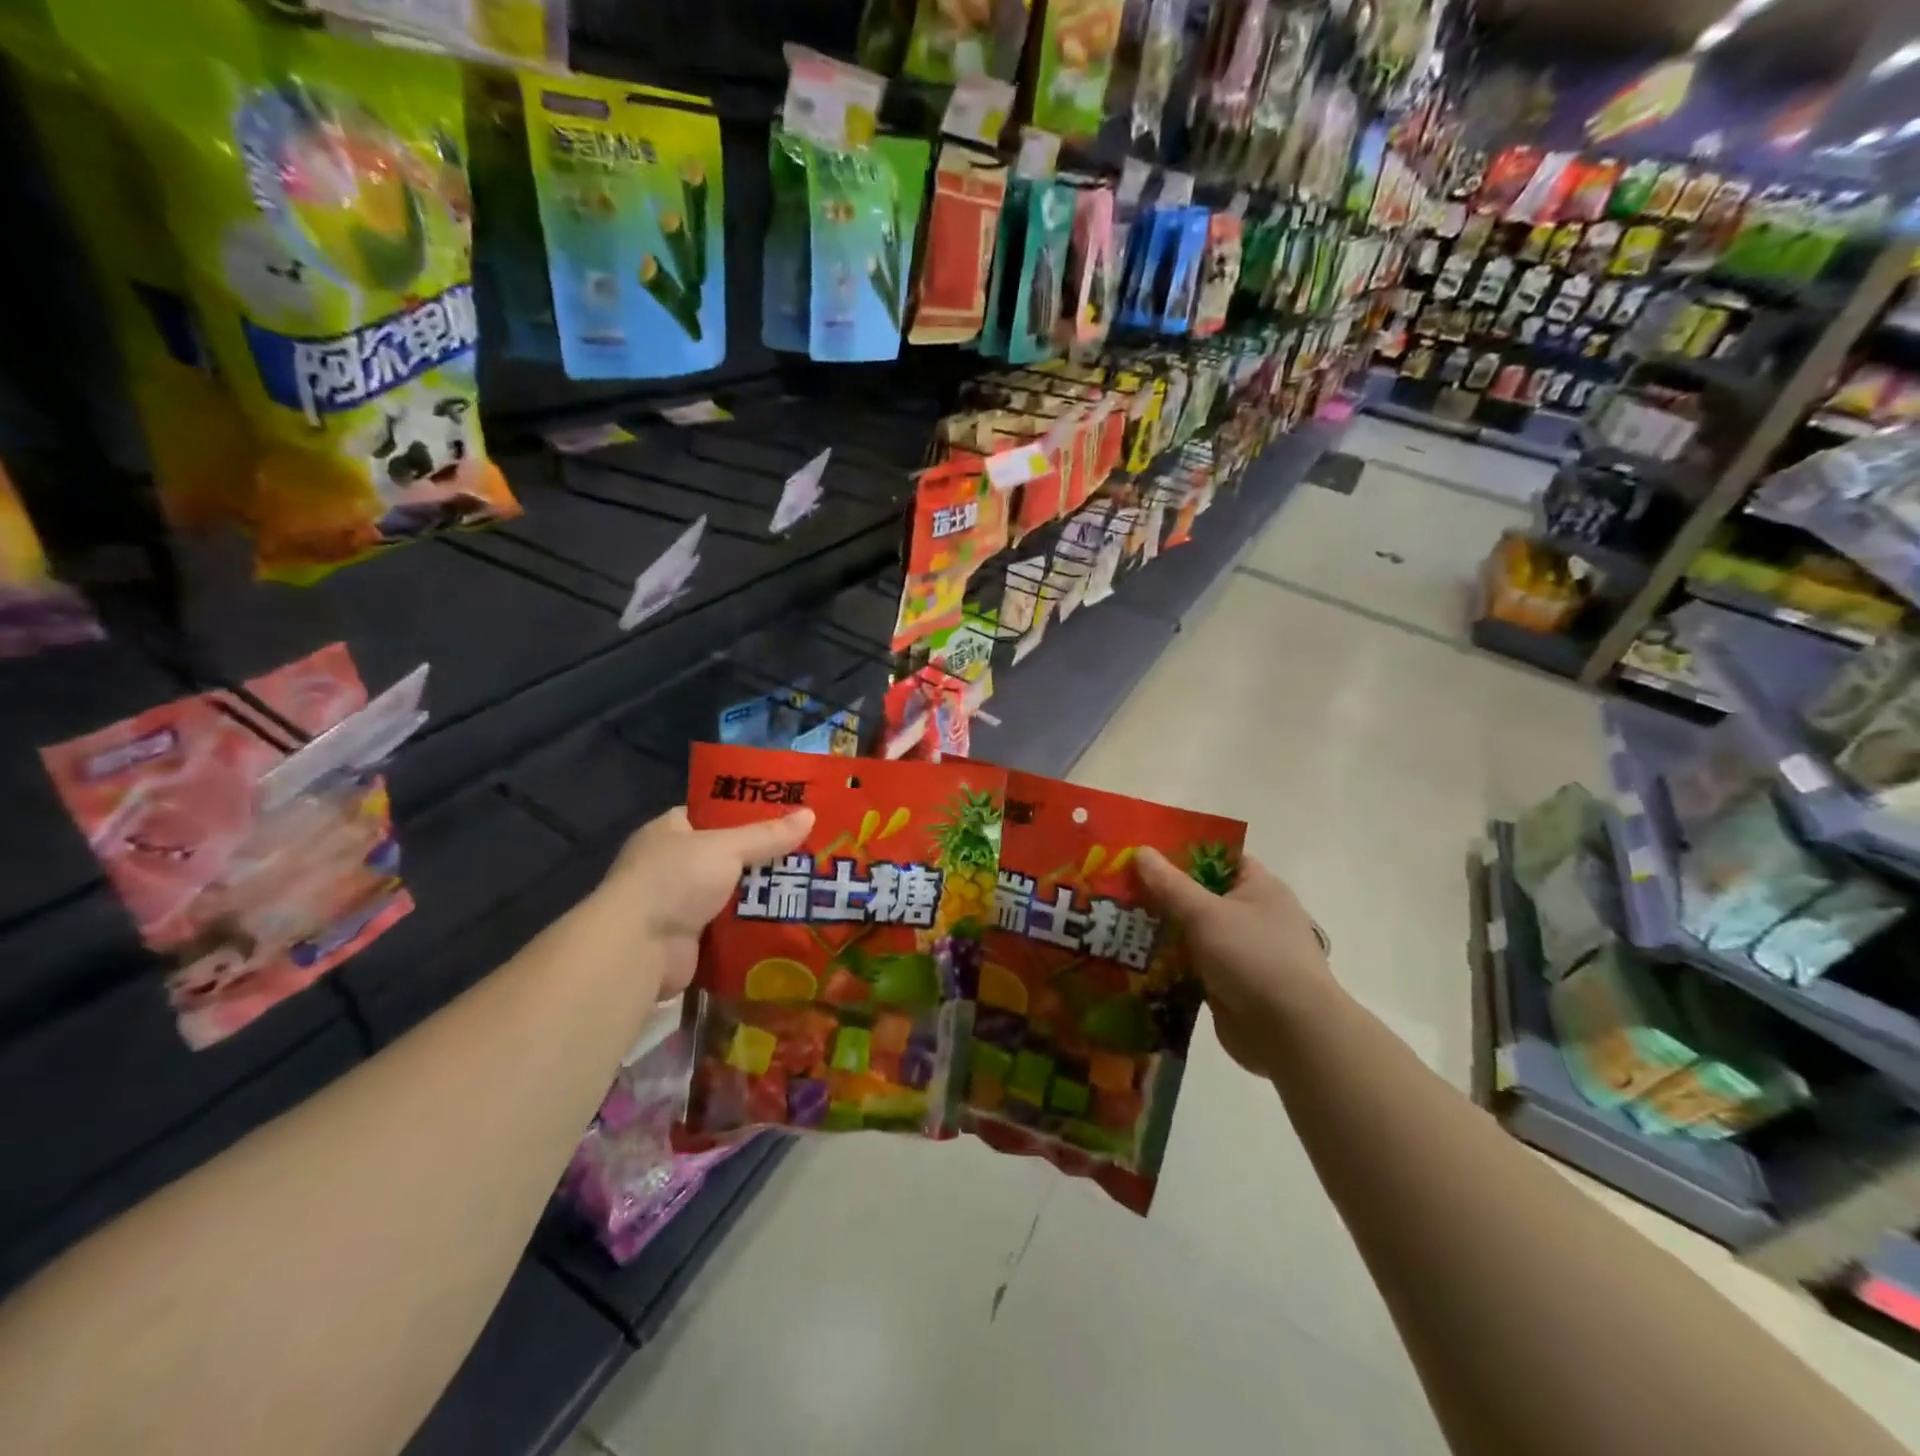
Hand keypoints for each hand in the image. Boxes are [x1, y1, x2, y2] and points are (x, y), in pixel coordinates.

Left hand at [602, 806, 813, 997]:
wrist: (639, 948)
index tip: (786, 813)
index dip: (746, 812)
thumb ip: (767, 835)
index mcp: (670, 831)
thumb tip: (810, 815)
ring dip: (763, 892)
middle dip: (764, 856)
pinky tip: (791, 917)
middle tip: (809, 850)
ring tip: (810, 883)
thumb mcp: (726, 847)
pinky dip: (754, 923)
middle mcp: (672, 865)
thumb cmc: (675, 880)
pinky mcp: (692, 938)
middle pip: (728, 854)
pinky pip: (732, 925)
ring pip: (733, 891)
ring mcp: (680, 904)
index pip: (712, 813)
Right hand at [1135, 849, 1335, 1079]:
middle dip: (1161, 893)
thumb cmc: (1254, 957)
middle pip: (1199, 895)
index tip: (1143, 852)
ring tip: (1114, 921)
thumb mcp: (1206, 913)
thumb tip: (1140, 850)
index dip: (1182, 851)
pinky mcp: (1228, 984)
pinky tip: (1131, 959)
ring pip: (1191, 932)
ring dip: (1160, 931)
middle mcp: (1252, 916)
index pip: (1218, 857)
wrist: (1290, 1034)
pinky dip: (1167, 964)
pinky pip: (1190, 965)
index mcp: (1259, 887)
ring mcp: (1240, 952)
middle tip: (1117, 886)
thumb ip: (1170, 884)